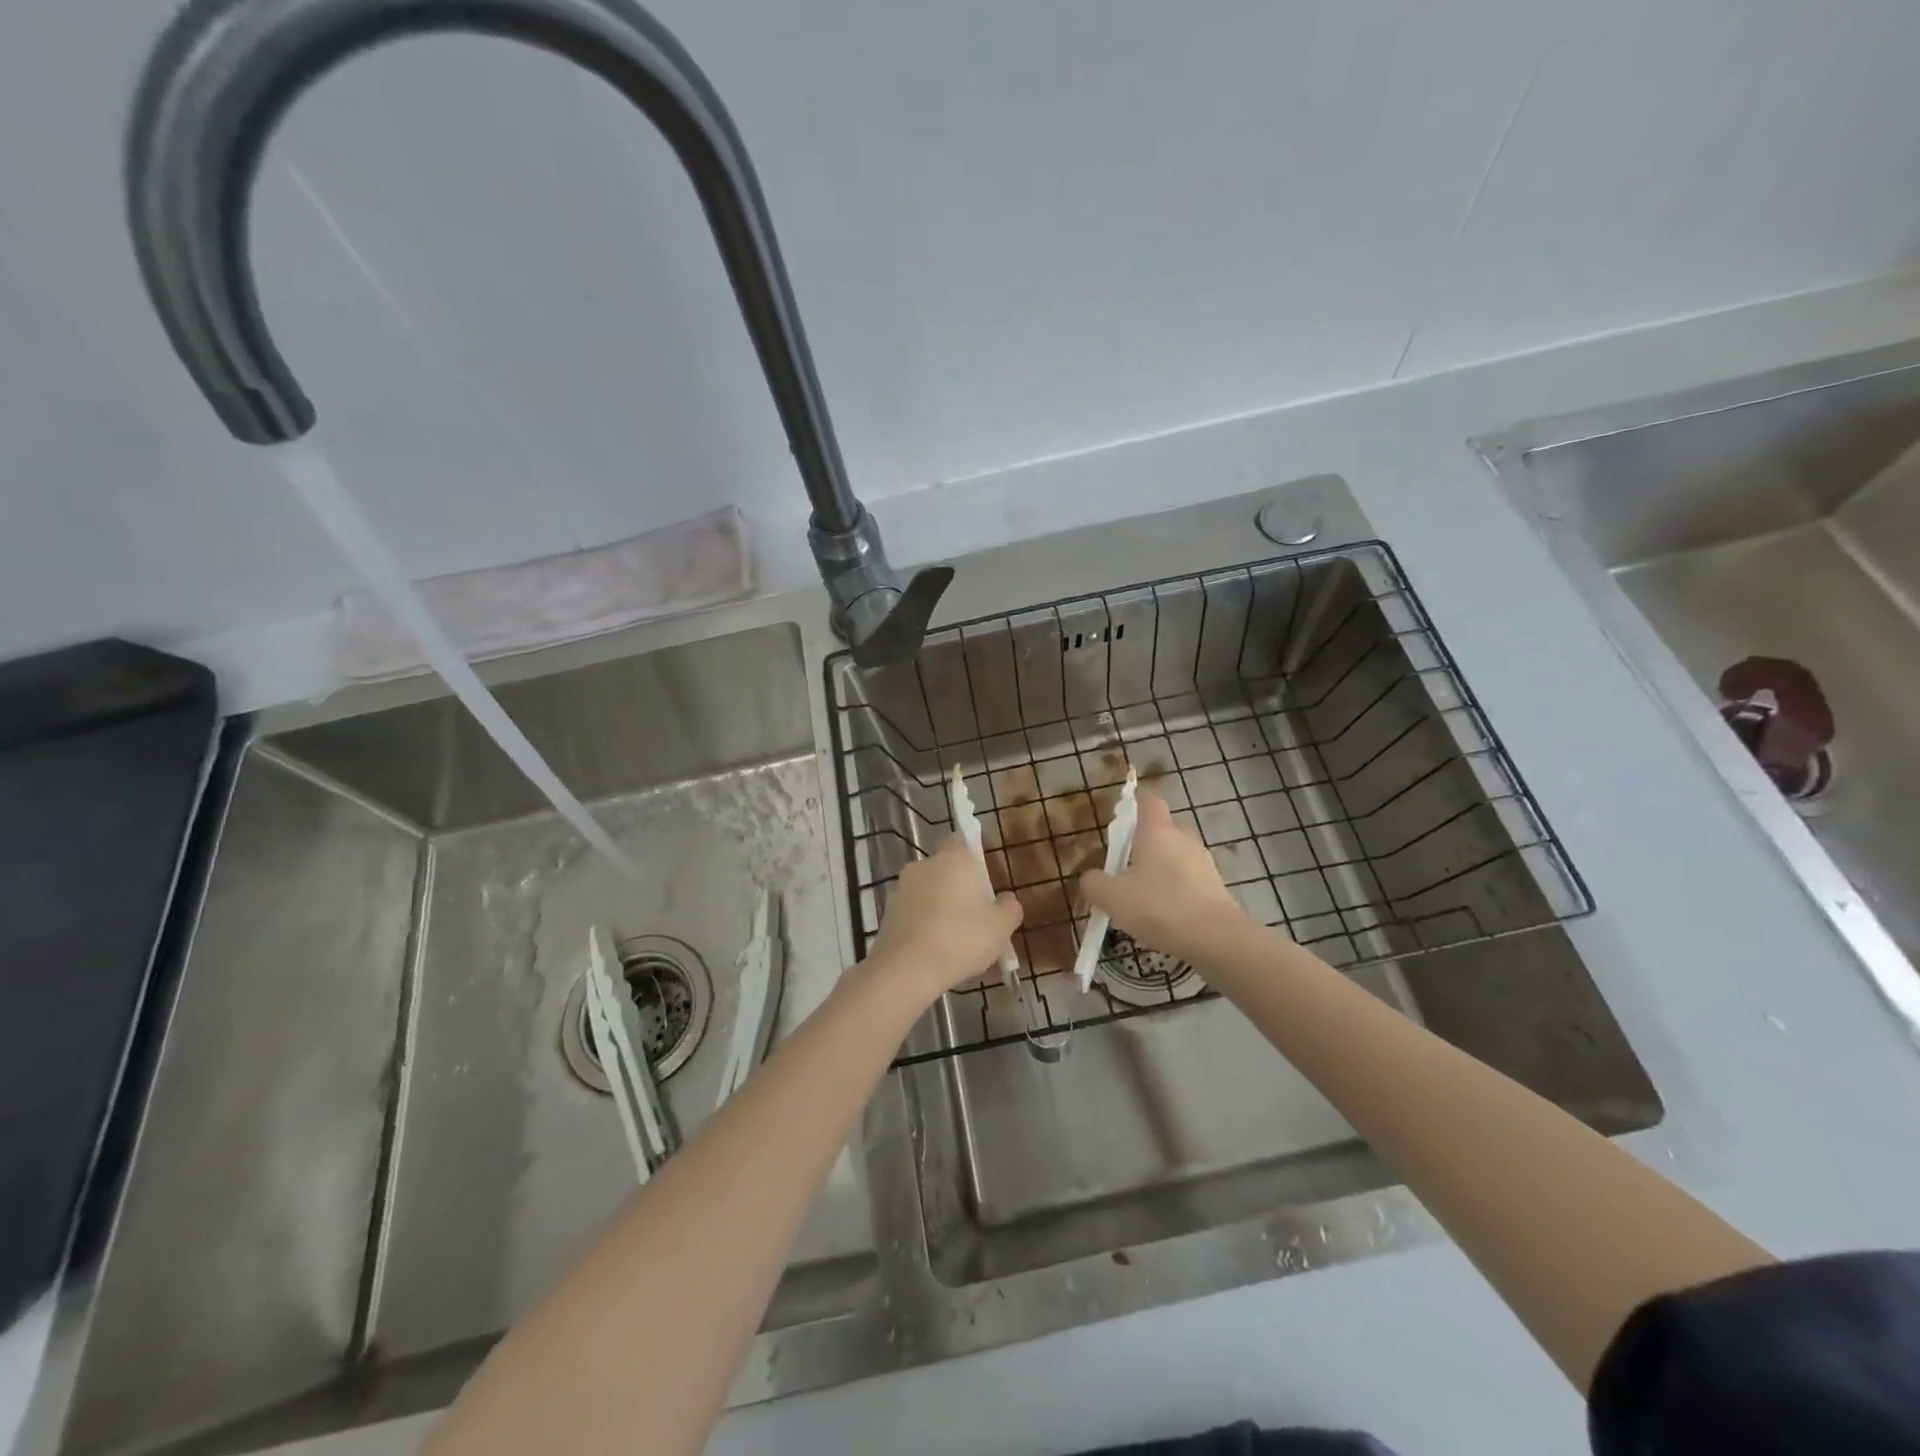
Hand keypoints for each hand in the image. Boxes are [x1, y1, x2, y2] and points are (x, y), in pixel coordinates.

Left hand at [863, 835, 1022, 1007]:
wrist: (906, 970)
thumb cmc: (961, 939)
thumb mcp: (1000, 927)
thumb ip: (1009, 908)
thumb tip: (1007, 900)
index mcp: (953, 858)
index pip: (962, 839)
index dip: (974, 855)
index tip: (985, 878)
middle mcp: (923, 865)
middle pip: (945, 869)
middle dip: (959, 886)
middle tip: (976, 915)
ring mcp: (901, 889)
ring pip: (927, 892)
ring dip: (939, 907)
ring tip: (956, 940)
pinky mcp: (887, 913)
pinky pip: (913, 913)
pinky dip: (923, 925)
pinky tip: (935, 951)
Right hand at [1079, 792, 1247, 964]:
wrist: (1216, 939)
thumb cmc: (1159, 906)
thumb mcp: (1112, 897)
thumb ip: (1094, 883)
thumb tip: (1091, 877)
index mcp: (1157, 831)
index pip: (1148, 800)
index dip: (1133, 804)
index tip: (1119, 820)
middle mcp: (1183, 838)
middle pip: (1160, 832)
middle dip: (1141, 846)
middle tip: (1121, 871)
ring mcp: (1203, 863)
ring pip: (1174, 858)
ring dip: (1158, 872)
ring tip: (1141, 900)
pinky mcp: (1216, 887)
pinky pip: (1188, 881)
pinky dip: (1175, 891)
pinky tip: (1163, 916)